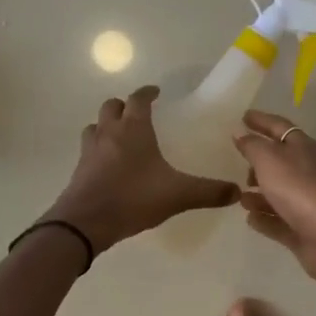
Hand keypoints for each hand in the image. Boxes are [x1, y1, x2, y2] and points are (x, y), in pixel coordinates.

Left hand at [46, 87, 238, 253]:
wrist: (85, 222)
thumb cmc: (133, 198)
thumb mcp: (178, 195)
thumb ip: (208, 192)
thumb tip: (237, 191)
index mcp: (133, 128)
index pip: (138, 98)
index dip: (147, 93)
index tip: (156, 92)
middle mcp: (110, 132)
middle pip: (112, 106)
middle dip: (124, 106)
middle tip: (138, 114)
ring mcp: (90, 149)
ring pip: (95, 125)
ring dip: (107, 125)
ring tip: (120, 136)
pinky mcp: (79, 169)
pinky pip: (88, 149)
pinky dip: (97, 148)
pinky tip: (107, 164)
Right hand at [234, 110, 315, 285]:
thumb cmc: (301, 187)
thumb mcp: (270, 159)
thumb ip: (253, 146)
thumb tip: (240, 132)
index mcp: (304, 147)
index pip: (279, 127)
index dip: (261, 121)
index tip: (244, 117)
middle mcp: (308, 171)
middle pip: (282, 161)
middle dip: (260, 160)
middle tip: (240, 162)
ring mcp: (309, 202)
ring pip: (280, 192)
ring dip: (259, 192)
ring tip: (240, 195)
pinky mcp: (305, 229)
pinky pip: (280, 220)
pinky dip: (265, 218)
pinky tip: (250, 219)